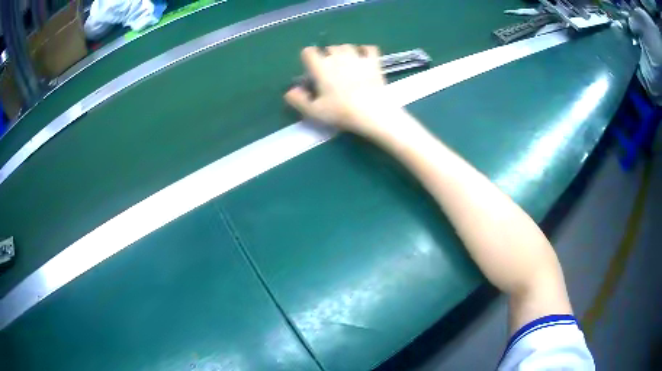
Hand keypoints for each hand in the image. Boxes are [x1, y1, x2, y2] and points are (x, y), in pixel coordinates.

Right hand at [285, 45, 400, 137]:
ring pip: (347, 46)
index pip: (308, 52)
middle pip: (328, 48)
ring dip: (344, 52)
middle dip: (327, 56)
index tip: (311, 69)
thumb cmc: (341, 112)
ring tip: (346, 64)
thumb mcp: (314, 111)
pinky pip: (369, 48)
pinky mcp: (374, 62)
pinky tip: (364, 58)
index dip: (308, 58)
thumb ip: (298, 100)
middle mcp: (337, 57)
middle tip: (330, 71)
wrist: (373, 113)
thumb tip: (289, 91)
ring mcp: (357, 57)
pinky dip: (365, 51)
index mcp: (321, 67)